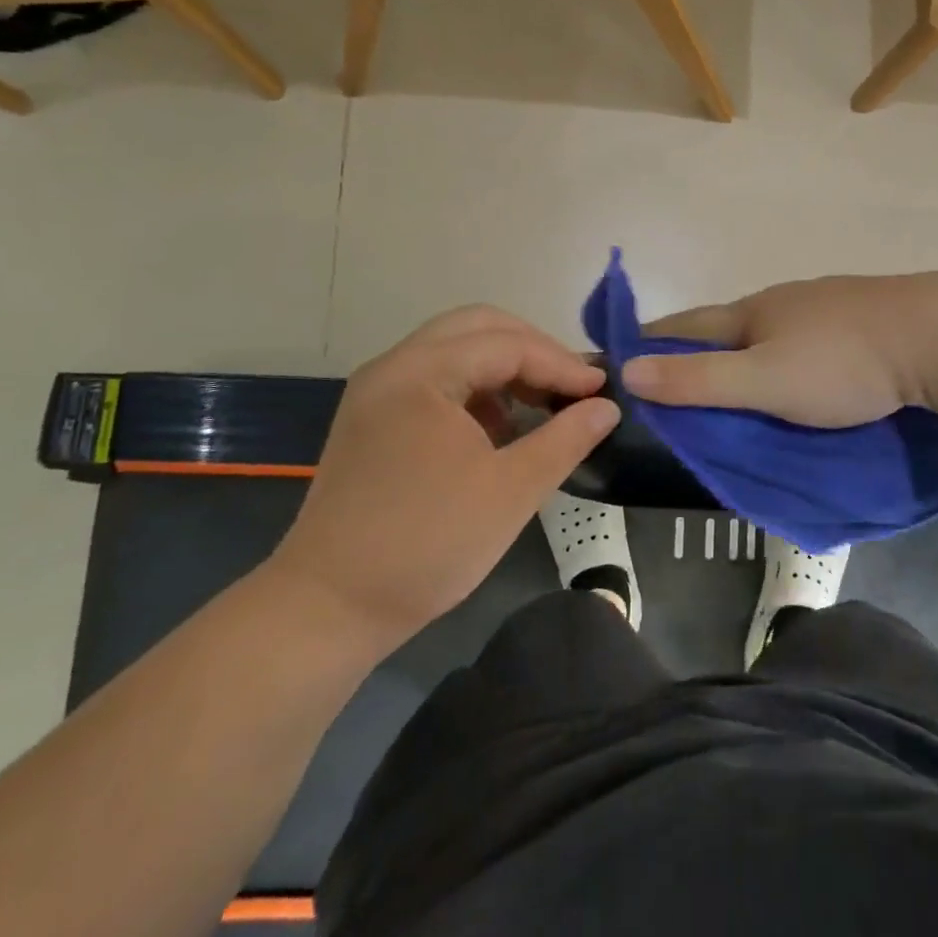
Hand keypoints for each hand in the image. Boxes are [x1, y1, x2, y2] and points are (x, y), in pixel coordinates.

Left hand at [268, 306, 619, 649]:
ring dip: (505, 368)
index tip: (602, 391)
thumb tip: (608, 408)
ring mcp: (378, 393)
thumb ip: (566, 439)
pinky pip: (436, 381)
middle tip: (573, 387)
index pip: (506, 344)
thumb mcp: (511, 490)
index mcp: (420, 373)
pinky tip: (501, 429)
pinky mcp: (374, 420)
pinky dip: (476, 390)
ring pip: (455, 351)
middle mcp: (393, 367)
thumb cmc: (426, 545)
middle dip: (533, 350)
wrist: (329, 609)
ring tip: (544, 405)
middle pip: (476, 328)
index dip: (561, 364)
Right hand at [621, 273, 937, 427]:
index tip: (620, 349)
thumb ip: (699, 380)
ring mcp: (828, 304)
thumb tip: (628, 371)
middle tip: (676, 372)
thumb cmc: (842, 362)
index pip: (687, 324)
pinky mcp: (864, 318)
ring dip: (746, 347)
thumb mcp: (763, 381)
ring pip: (772, 327)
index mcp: (754, 312)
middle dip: (698, 343)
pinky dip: (789, 351)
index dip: (652, 337)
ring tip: (736, 373)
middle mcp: (786, 299)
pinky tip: (801, 365)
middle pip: (728, 322)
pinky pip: (810, 335)